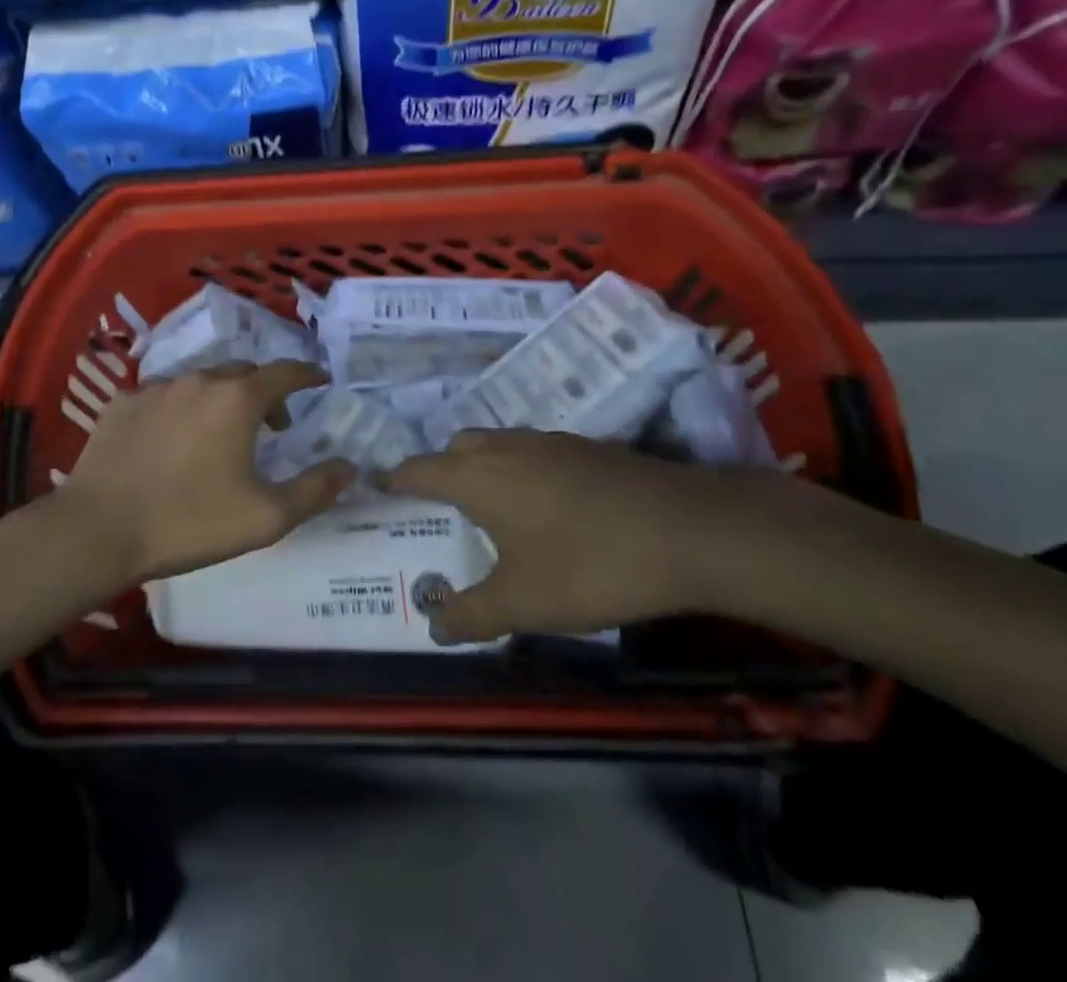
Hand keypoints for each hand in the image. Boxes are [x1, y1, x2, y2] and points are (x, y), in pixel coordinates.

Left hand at [59, 361, 355, 586]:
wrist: (98, 530)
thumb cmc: (189, 522)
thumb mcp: (265, 518)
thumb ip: (314, 490)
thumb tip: (349, 467)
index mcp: (237, 400)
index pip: (284, 373)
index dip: (306, 374)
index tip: (319, 379)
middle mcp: (199, 381)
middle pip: (242, 373)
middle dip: (264, 391)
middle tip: (272, 424)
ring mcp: (155, 388)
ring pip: (200, 382)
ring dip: (219, 399)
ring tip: (220, 434)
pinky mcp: (121, 404)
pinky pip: (161, 397)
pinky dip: (178, 410)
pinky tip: (170, 440)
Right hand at [387, 431, 806, 643]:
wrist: (687, 529)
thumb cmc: (589, 564)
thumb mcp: (524, 602)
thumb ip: (472, 613)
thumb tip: (433, 624)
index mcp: (477, 477)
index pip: (418, 469)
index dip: (395, 480)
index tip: (379, 489)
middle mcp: (505, 448)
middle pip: (456, 448)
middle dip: (439, 471)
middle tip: (438, 509)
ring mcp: (548, 442)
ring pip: (496, 444)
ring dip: (481, 467)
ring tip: (490, 509)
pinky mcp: (584, 448)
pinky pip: (531, 451)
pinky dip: (518, 469)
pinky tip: (544, 506)